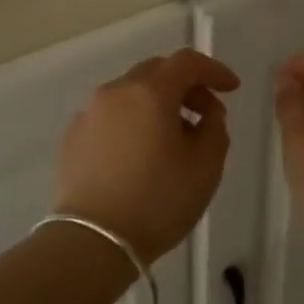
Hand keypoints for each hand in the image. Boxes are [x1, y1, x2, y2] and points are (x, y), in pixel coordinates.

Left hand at [56, 48, 240, 263]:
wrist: (92, 241)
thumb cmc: (158, 201)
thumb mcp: (206, 167)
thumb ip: (215, 129)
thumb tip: (206, 115)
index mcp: (150, 92)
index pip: (187, 62)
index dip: (214, 70)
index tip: (231, 88)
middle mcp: (115, 91)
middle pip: (156, 72)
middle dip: (185, 86)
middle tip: (205, 114)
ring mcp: (88, 113)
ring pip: (130, 93)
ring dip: (156, 104)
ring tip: (172, 138)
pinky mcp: (71, 137)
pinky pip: (109, 116)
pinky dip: (131, 122)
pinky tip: (138, 153)